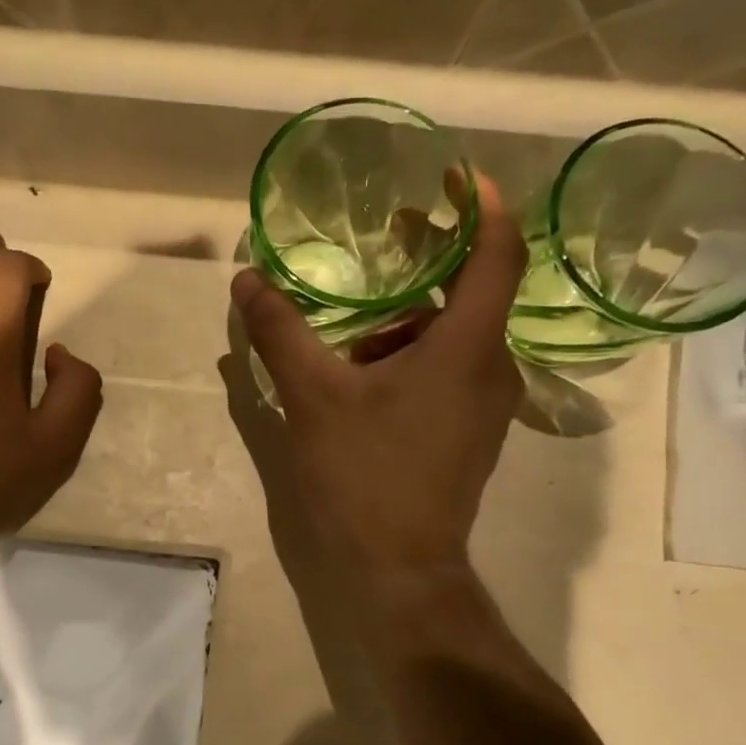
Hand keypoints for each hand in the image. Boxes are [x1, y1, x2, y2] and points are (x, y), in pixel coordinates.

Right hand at [231, 176, 526, 613]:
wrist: (400, 568)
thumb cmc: (364, 475)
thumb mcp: (312, 396)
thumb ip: (281, 332)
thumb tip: (248, 279)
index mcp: (468, 346)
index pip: (497, 251)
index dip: (482, 204)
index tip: (453, 176)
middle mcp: (492, 367)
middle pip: (470, 293)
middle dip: (423, 267)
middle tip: (377, 249)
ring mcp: (487, 405)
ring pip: (453, 337)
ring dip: (404, 324)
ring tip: (345, 341)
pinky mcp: (472, 432)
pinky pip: (450, 371)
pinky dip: (411, 358)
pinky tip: (359, 384)